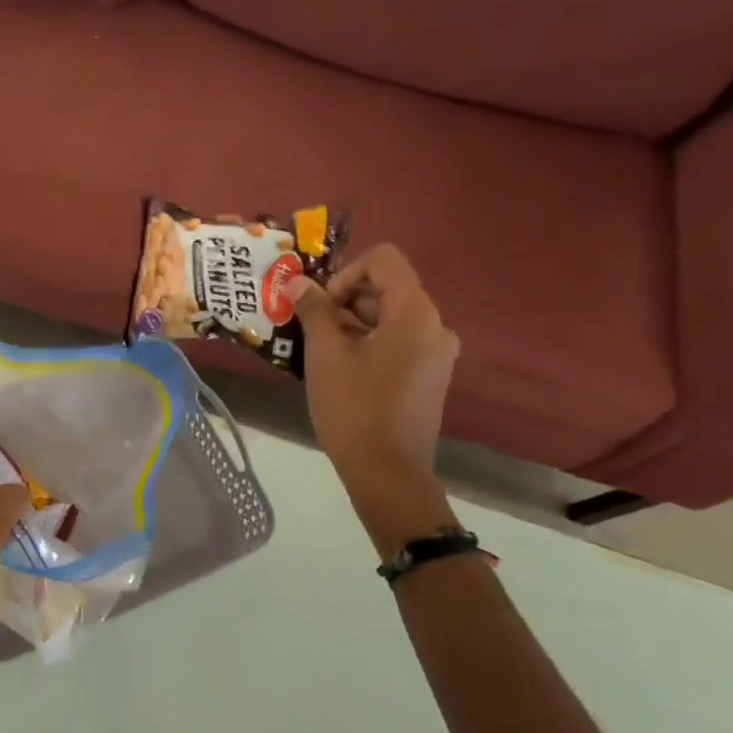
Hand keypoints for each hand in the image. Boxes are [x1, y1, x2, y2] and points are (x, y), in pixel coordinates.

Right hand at [283, 244, 459, 491]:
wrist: (387, 472)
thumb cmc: (354, 408)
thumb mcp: (325, 355)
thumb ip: (313, 311)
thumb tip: (297, 281)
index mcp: (415, 313)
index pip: (384, 260)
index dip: (345, 273)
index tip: (320, 307)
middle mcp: (434, 325)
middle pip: (388, 287)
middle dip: (345, 299)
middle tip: (311, 328)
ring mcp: (436, 352)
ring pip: (390, 316)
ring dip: (352, 322)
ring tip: (320, 350)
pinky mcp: (428, 375)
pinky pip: (397, 341)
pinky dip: (368, 342)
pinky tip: (341, 369)